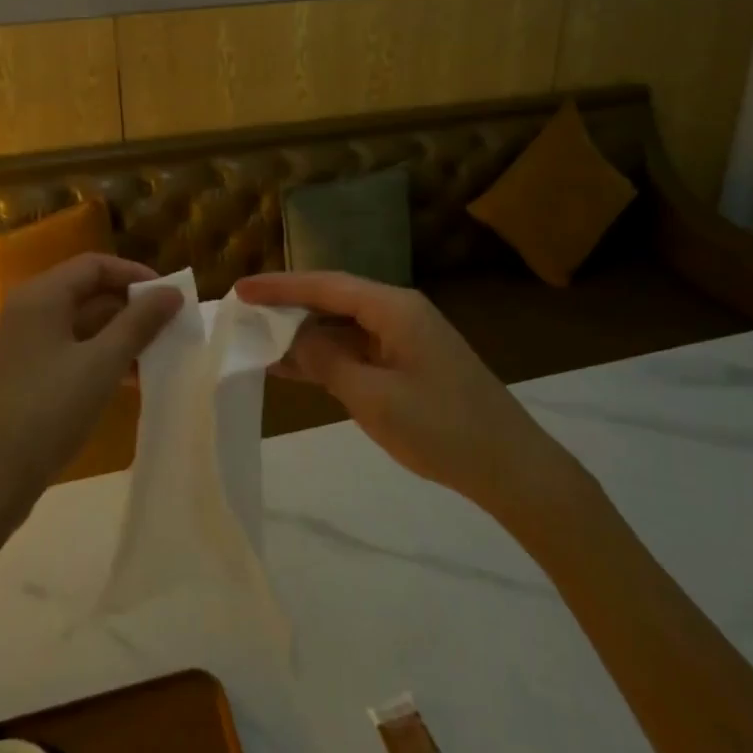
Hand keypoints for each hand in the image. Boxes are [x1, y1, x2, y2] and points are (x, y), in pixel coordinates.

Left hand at [0, 253, 181, 508]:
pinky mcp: (23, 371)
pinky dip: (98, 356)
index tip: (169, 297)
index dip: (135, 274)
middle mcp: (27, 309)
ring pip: (80, 323)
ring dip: (118, 335)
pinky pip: (68, 348)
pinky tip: (128, 380)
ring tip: (156, 356)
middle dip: (130, 307)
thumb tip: (172, 292)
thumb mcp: (102, 364)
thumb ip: (139, 323)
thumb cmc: (49, 411)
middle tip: (168, 326)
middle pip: (87, 291)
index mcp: (41, 296)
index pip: (95, 265)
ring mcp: (22, 342)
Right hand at [236, 270, 557, 509]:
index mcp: (393, 308)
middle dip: (288, 307)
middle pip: (332, 300)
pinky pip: (357, 350)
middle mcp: (398, 312)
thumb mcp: (373, 397)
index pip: (325, 285)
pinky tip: (294, 368)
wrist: (512, 467)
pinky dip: (326, 358)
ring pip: (342, 327)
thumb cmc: (442, 428)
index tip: (240, 289)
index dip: (280, 286)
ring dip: (304, 336)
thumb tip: (296, 340)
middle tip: (244, 314)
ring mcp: (405, 338)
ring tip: (258, 341)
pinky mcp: (408, 363)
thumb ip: (327, 361)